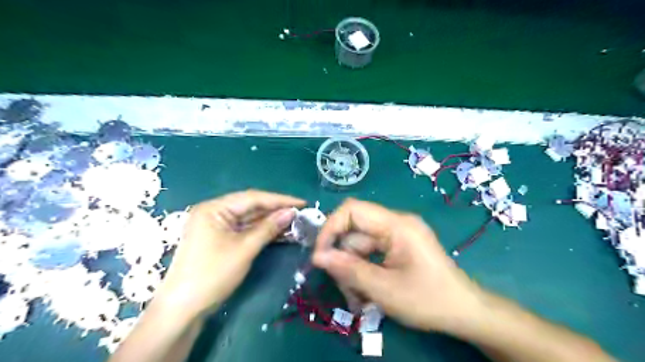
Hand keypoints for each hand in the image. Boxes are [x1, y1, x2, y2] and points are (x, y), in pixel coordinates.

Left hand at [157, 190, 304, 319]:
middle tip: (300, 213)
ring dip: (270, 221)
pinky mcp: (220, 239)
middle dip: (276, 210)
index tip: (302, 203)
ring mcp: (217, 226)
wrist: (183, 309)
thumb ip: (269, 228)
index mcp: (214, 208)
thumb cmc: (212, 275)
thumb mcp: (244, 249)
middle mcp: (214, 212)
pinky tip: (279, 232)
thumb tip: (291, 212)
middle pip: (251, 206)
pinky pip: (245, 230)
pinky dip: (261, 231)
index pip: (253, 198)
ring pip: (249, 219)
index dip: (280, 200)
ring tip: (294, 222)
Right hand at [311, 200, 483, 333]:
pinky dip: (364, 271)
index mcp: (397, 225)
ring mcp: (398, 235)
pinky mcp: (399, 247)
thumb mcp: (384, 289)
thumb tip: (317, 256)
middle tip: (343, 288)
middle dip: (343, 259)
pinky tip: (366, 293)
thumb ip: (348, 270)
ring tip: (358, 299)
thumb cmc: (428, 300)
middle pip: (355, 232)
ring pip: (360, 245)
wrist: (465, 312)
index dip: (331, 228)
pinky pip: (372, 253)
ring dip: (353, 270)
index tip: (320, 256)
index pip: (352, 210)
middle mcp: (396, 223)